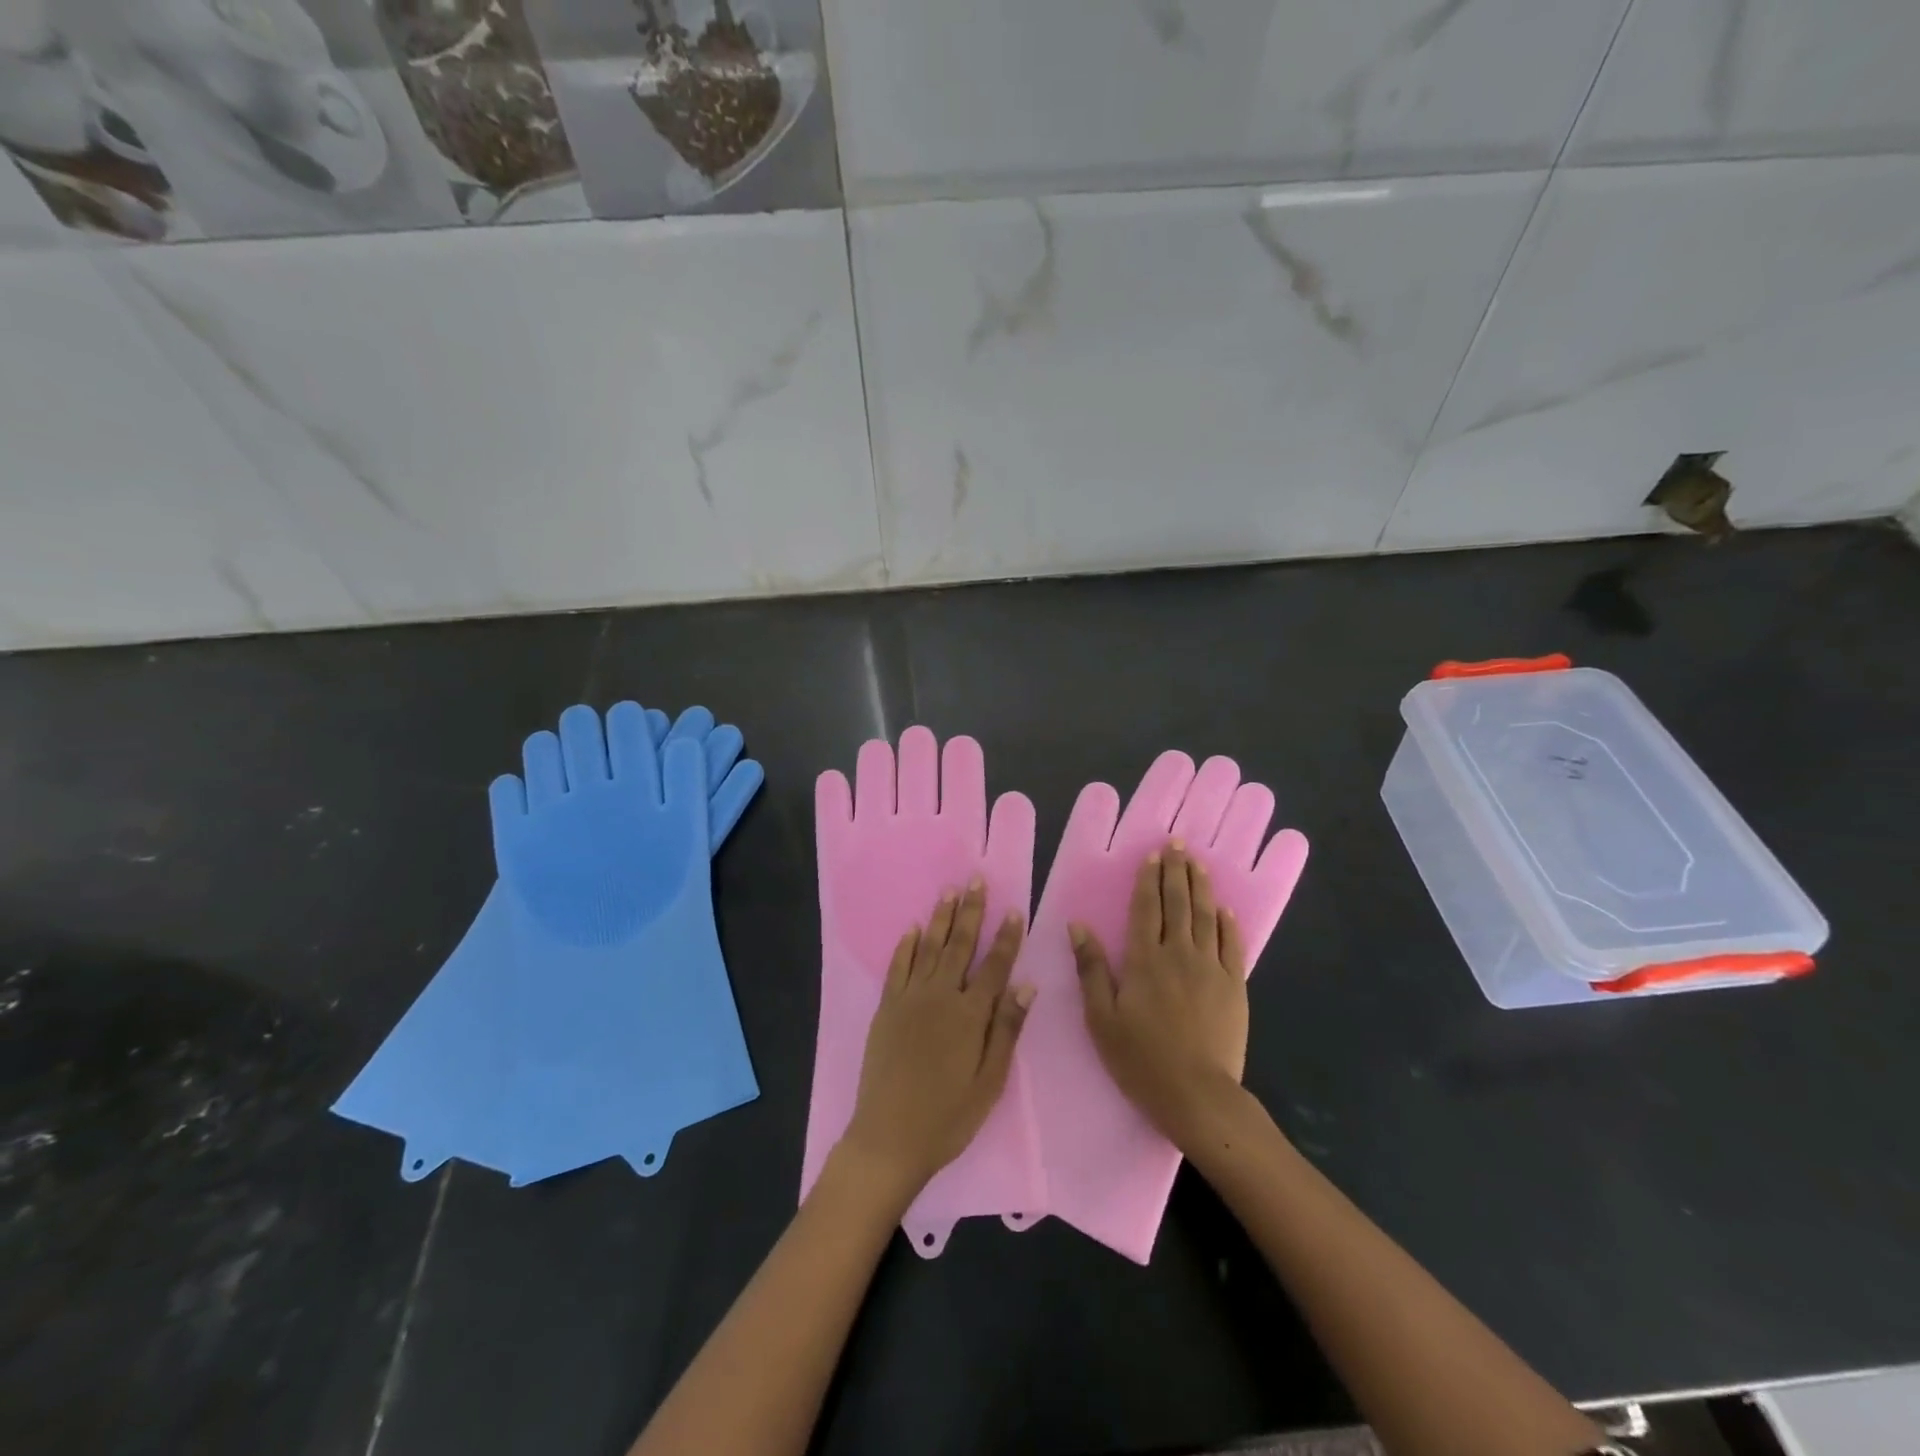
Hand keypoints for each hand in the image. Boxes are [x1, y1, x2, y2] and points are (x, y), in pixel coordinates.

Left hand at [840, 880, 1032, 1196]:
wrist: (889, 1137)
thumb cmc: (948, 1116)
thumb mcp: (990, 1081)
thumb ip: (1007, 1029)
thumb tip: (1026, 984)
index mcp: (970, 1015)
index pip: (994, 966)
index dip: (1006, 938)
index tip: (1014, 910)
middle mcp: (940, 997)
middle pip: (959, 946)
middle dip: (971, 912)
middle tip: (976, 881)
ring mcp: (909, 1000)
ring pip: (929, 949)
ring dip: (941, 919)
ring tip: (949, 892)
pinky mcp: (887, 1009)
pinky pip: (898, 968)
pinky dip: (906, 946)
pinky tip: (913, 929)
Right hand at [1072, 842, 1248, 1151]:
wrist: (1197, 1095)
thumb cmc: (1141, 1059)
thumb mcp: (1102, 1018)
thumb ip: (1092, 969)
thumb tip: (1078, 926)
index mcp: (1145, 960)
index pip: (1147, 908)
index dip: (1149, 879)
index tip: (1153, 855)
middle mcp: (1179, 954)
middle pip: (1179, 903)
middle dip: (1176, 871)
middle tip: (1178, 844)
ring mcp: (1211, 968)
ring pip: (1207, 916)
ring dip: (1201, 886)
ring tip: (1198, 863)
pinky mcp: (1234, 986)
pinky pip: (1232, 945)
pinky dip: (1228, 923)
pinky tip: (1225, 909)